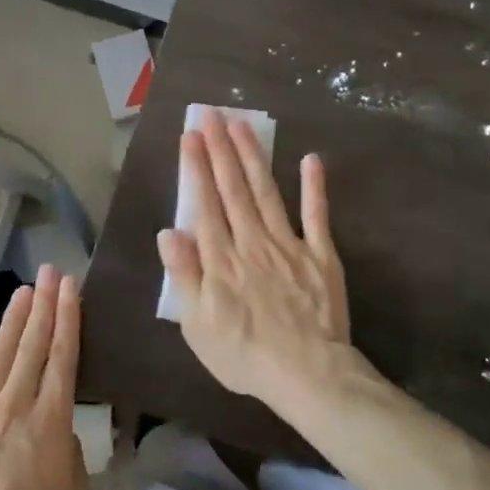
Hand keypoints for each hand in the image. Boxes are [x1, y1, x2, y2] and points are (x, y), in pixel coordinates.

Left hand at [0, 266, 87, 489]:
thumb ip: (69, 452)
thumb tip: (59, 431)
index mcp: (50, 419)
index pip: (63, 357)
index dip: (68, 318)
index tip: (70, 288)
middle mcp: (15, 405)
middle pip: (32, 347)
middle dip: (43, 306)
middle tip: (50, 272)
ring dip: (11, 322)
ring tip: (22, 292)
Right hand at [156, 109, 357, 415]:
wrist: (308, 374)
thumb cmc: (245, 355)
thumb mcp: (198, 325)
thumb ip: (185, 276)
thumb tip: (169, 232)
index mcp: (220, 260)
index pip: (204, 204)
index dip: (196, 168)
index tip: (190, 137)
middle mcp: (251, 242)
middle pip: (233, 189)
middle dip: (220, 149)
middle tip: (212, 114)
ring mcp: (289, 245)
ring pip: (266, 192)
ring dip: (253, 156)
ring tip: (242, 125)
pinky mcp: (320, 255)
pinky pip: (316, 216)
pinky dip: (314, 187)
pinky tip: (311, 160)